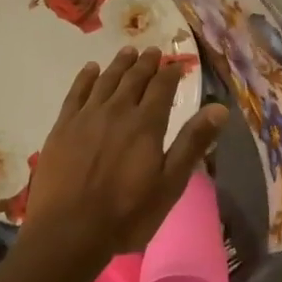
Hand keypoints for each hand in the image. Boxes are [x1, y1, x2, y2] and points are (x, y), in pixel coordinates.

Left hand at [24, 47, 229, 263]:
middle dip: (146, 63)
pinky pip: (76, 93)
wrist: (69, 231)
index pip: (162, 88)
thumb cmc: (127, 214)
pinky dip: (85, 78)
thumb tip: (219, 107)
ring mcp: (86, 117)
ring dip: (119, 64)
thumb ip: (193, 142)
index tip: (176, 64)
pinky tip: (91, 70)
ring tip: (128, 52)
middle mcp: (117, 111)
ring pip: (106, 80)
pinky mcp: (62, 127)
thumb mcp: (170, 183)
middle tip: (152, 50)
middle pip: (134, 79)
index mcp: (146, 124)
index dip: (170, 73)